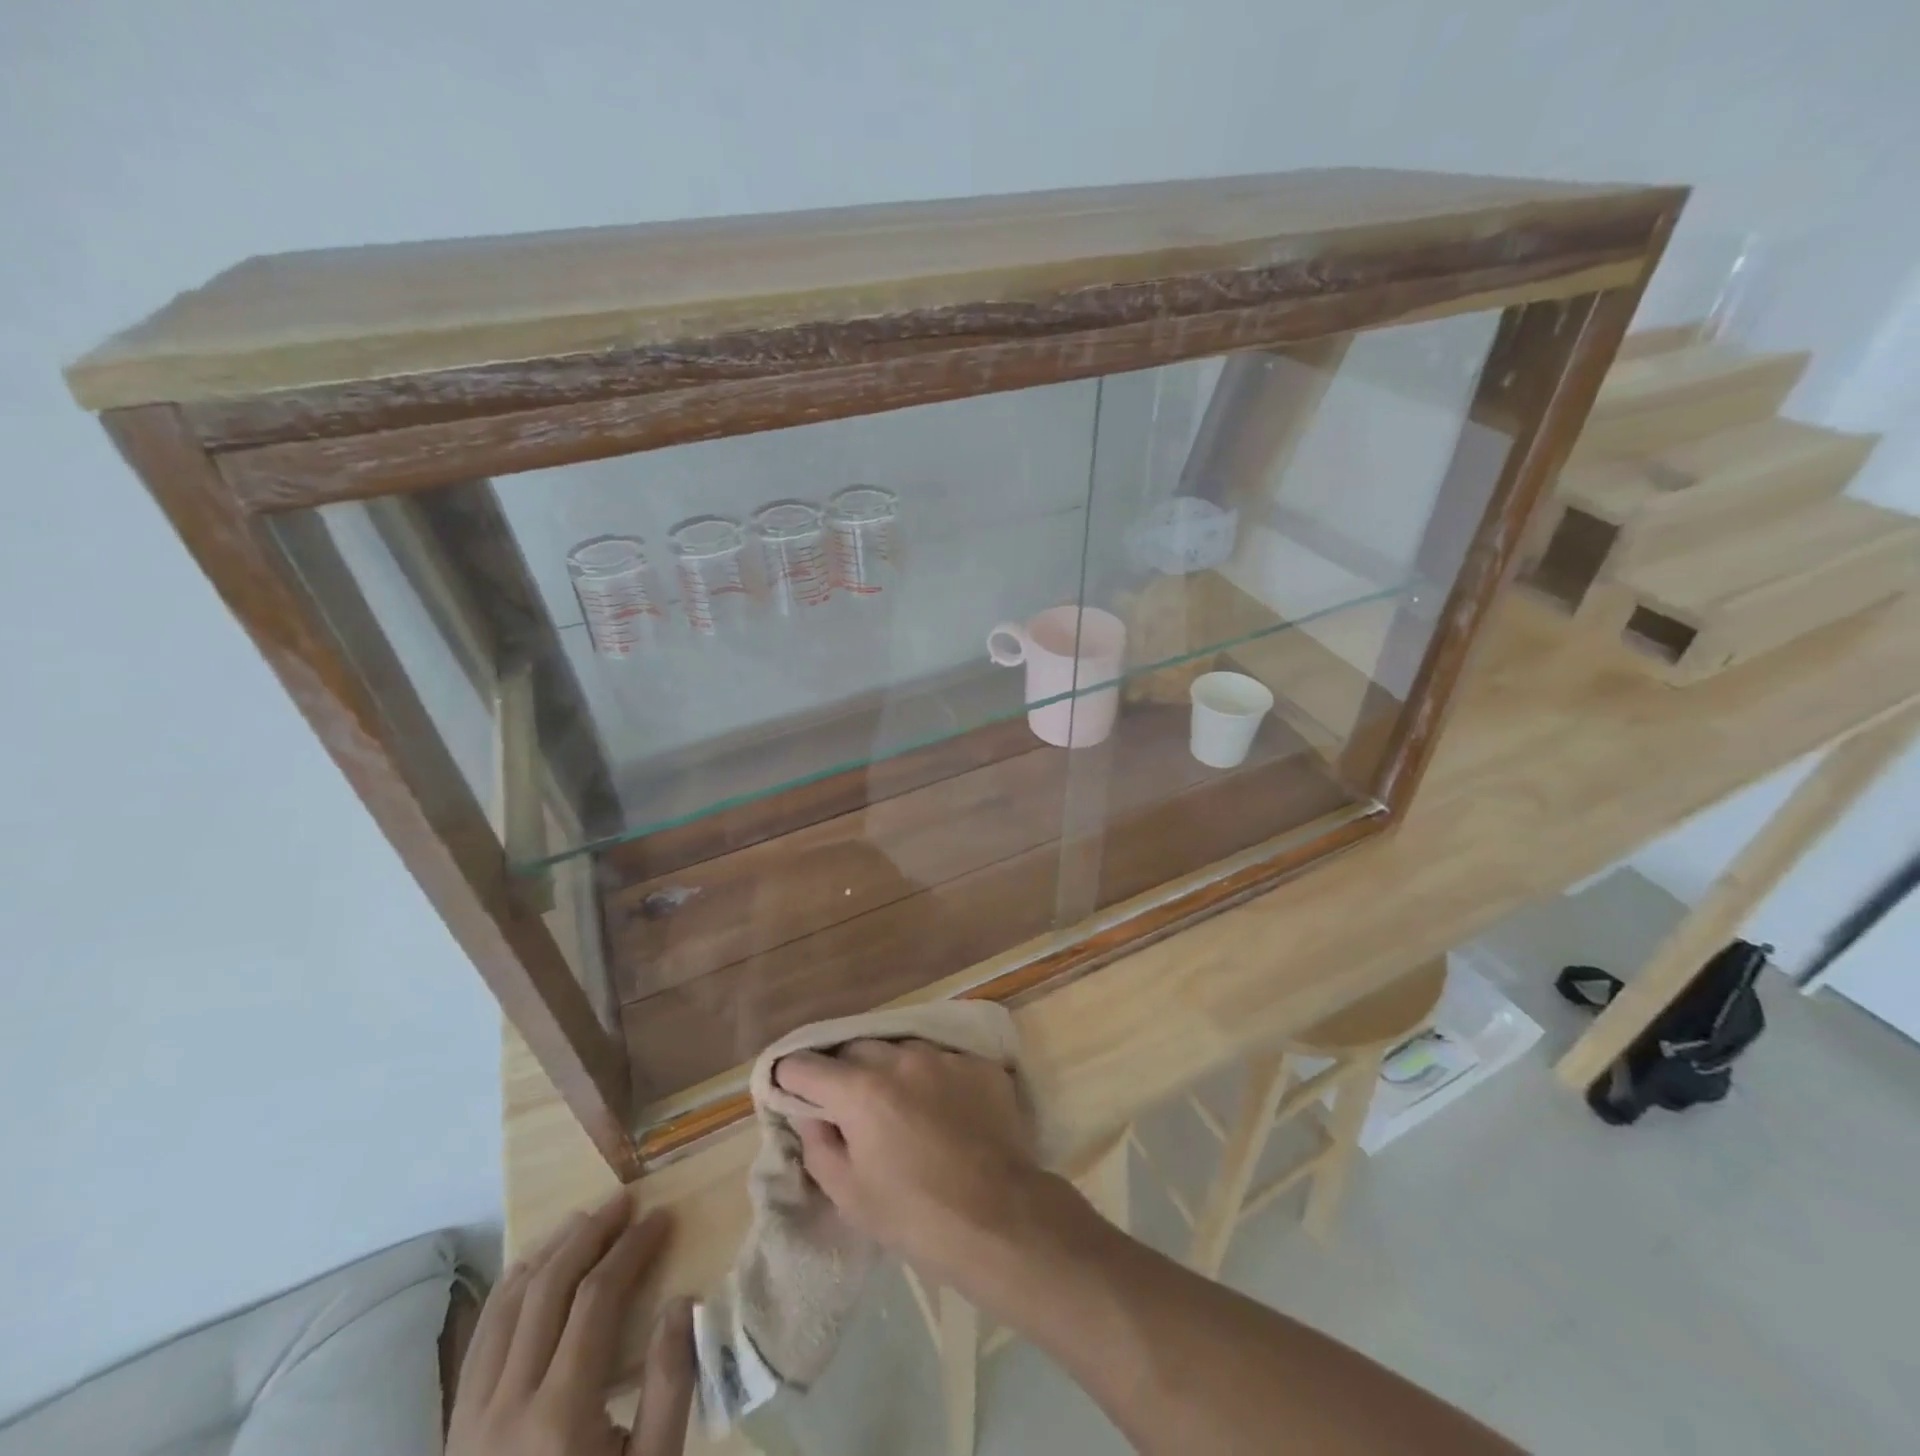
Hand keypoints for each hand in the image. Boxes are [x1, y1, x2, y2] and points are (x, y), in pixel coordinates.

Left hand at [447, 1188, 693, 1455]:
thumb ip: (668, 1388)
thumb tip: (680, 1302)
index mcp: (559, 1417)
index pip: (597, 1298)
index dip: (632, 1248)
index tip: (662, 1216)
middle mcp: (504, 1407)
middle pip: (547, 1289)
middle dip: (590, 1233)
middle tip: (625, 1200)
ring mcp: (469, 1421)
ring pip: (503, 1308)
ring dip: (546, 1253)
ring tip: (582, 1221)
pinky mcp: (454, 1433)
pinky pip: (479, 1342)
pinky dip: (508, 1293)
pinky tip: (530, 1274)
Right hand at [774, 1038, 1041, 1285]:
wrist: (1001, 1218)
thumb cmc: (915, 1217)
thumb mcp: (850, 1194)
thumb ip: (818, 1145)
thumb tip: (808, 1112)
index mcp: (862, 1090)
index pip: (807, 1066)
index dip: (792, 1078)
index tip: (792, 1092)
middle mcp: (901, 1059)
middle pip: (855, 1050)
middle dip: (843, 1072)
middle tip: (849, 1107)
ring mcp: (944, 1056)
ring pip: (901, 1049)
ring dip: (890, 1070)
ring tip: (901, 1107)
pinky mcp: (978, 1063)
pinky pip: (941, 1060)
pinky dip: (931, 1078)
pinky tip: (943, 1111)